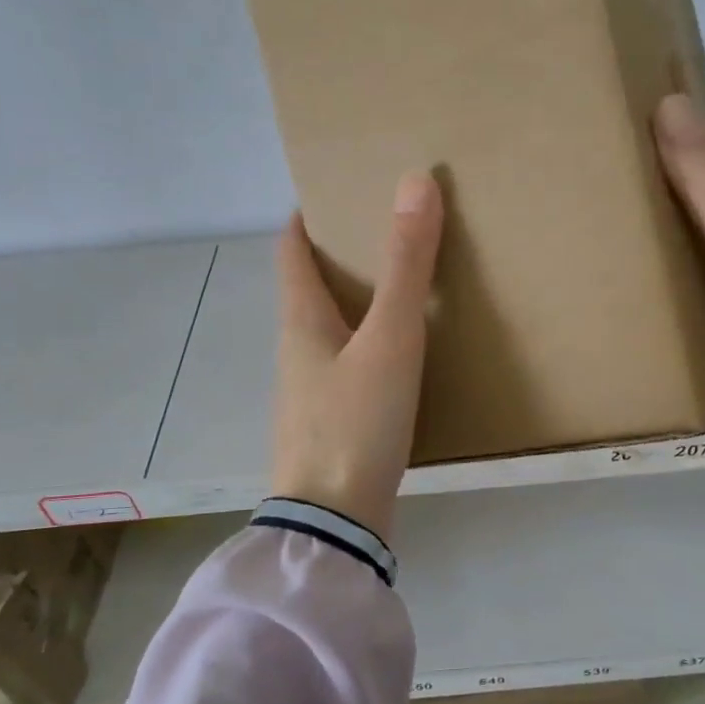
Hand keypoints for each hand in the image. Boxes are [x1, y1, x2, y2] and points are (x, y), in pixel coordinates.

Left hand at [271, 171, 443, 539]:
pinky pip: (348, 365)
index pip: (291, 251)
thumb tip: (413, 181)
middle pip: (310, 288)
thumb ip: (405, 266)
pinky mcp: (331, 424)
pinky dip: (369, 345)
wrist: (336, 522)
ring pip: (331, 329)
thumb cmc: (356, 421)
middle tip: (386, 231)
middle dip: (341, 256)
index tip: (337, 191)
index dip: (308, 217)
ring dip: (357, 303)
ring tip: (402, 287)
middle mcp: (297, 350)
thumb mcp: (390, 339)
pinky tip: (401, 355)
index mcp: (300, 321)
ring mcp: (311, 391)